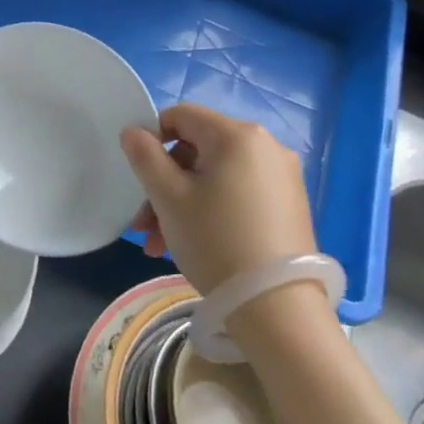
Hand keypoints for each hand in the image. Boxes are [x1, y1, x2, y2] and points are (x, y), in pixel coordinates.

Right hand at [120, 104, 317, 295]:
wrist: (277, 308)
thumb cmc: (215, 241)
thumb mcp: (168, 197)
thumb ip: (145, 156)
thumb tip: (133, 131)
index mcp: (237, 135)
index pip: (181, 116)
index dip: (153, 139)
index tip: (140, 177)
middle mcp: (266, 147)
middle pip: (198, 150)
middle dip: (165, 183)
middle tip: (145, 224)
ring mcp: (282, 177)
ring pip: (216, 177)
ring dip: (183, 203)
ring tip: (161, 245)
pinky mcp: (290, 206)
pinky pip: (238, 194)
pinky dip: (212, 211)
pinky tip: (195, 245)